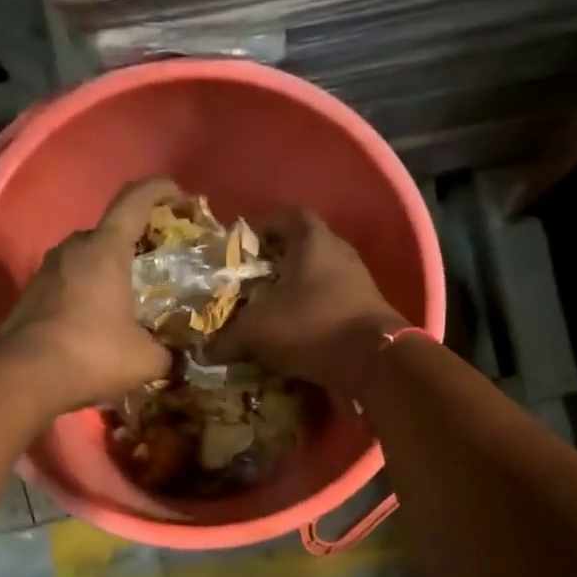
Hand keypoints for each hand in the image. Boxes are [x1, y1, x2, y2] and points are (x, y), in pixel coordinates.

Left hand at [1, 177, 179, 413]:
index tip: (178, 196)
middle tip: (157, 266)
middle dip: (135, 244)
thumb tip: (175, 359)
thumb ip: (167, 353)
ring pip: (85, 259)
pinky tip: (98, 323)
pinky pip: (67, 283)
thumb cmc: (93, 354)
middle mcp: (73, 248)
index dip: (159, 190)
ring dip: (107, 272)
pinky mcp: (30, 295)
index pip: (134, 200)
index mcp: (106, 249)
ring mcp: (45, 270)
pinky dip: (86, 294)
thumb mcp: (146, 360)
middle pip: (109, 232)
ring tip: (128, 299)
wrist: (25, 377)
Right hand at [207, 209, 407, 394]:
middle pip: (302, 249)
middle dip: (275, 265)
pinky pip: (332, 305)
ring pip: (318, 279)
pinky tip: (295, 336)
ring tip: (269, 314)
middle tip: (250, 285)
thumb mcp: (257, 330)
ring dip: (295, 293)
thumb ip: (227, 338)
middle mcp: (339, 252)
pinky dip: (312, 316)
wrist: (373, 361)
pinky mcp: (367, 311)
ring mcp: (358, 282)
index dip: (261, 227)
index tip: (241, 248)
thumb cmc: (310, 325)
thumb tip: (203, 352)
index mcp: (312, 239)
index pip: (285, 216)